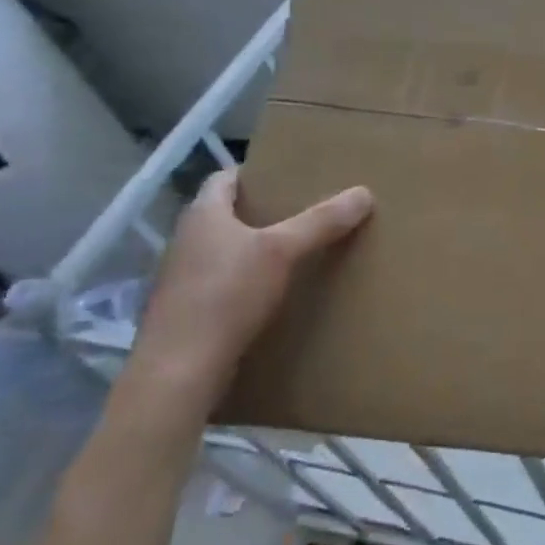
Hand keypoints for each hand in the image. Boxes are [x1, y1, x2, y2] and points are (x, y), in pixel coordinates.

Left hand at [126, 170, 373, 416]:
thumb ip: (321, 221)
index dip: (255, 173)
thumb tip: (364, 192)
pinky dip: (246, 281)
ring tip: (296, 251)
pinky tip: (274, 293)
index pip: (224, 178)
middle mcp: (186, 241)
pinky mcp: (187, 312)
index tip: (289, 176)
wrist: (180, 370)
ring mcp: (182, 279)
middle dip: (262, 211)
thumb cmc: (226, 295)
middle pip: (226, 214)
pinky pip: (222, 284)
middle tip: (304, 211)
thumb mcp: (282, 251)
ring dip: (255, 248)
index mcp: (202, 215)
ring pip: (224, 250)